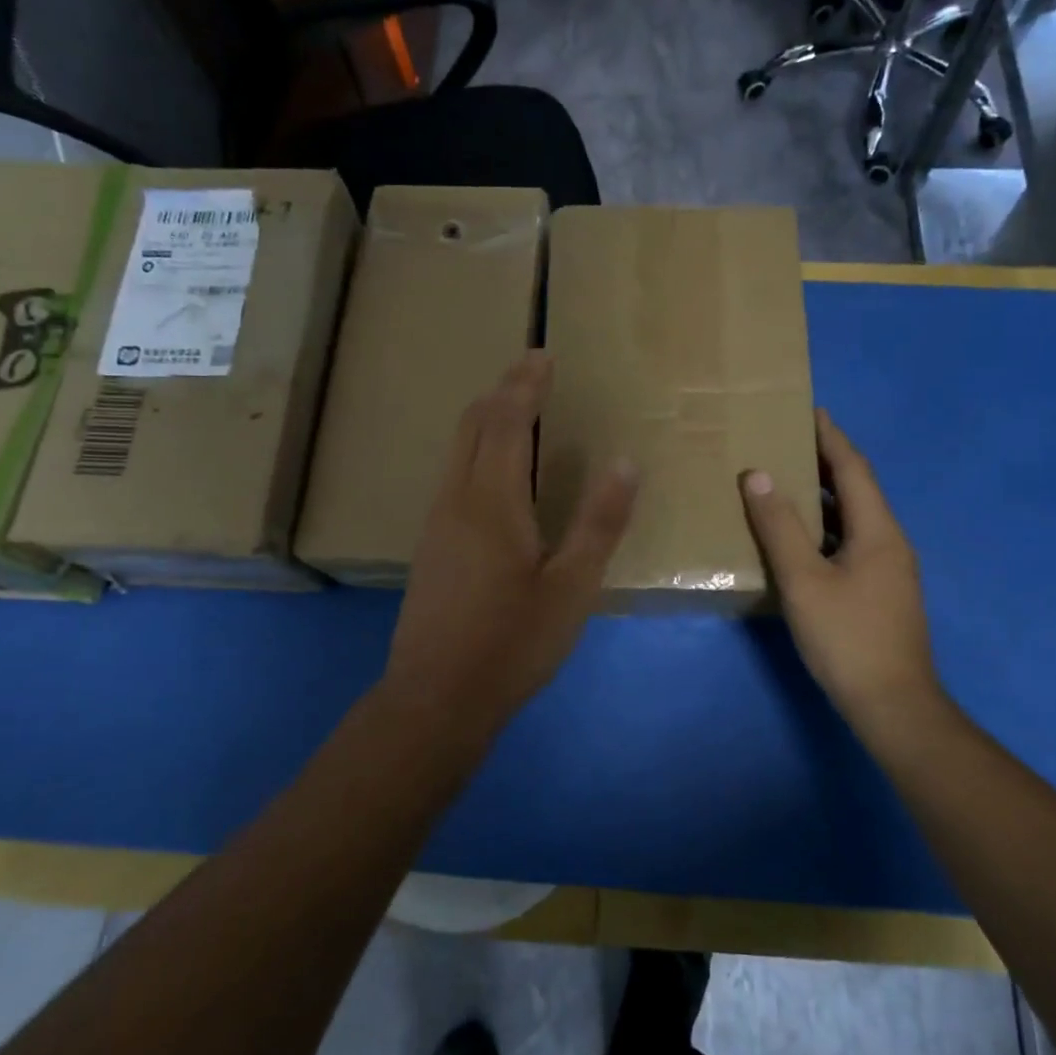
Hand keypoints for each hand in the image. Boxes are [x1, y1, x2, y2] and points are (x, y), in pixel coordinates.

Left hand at [383, 353, 638, 732]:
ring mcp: (436, 520)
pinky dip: (476, 448)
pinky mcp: (430, 544)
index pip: (508, 422)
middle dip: (503, 392)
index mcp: (492, 500)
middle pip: (474, 425)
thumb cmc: (512, 644)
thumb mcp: (572, 587)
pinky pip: (453, 473)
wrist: (436, 698)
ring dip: (487, 419)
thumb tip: (624, 462)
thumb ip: (599, 522)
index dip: (526, 385)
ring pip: (458, 448)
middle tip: (531, 371)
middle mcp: (456, 497)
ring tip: (516, 409)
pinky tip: (494, 469)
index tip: (542, 356)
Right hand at [740, 409, 955, 756]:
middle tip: (788, 441)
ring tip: (787, 482)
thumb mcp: (803, 579)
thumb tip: (757, 475)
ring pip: (853, 519)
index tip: (809, 410)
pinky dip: (825, 528)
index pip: (853, 469)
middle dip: (825, 462)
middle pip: (857, 490)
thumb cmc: (847, 637)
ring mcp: (889, 569)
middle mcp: (890, 542)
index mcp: (878, 530)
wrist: (892, 705)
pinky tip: (800, 539)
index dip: (831, 437)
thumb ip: (779, 526)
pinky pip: (851, 543)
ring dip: (824, 496)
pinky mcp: (881, 592)